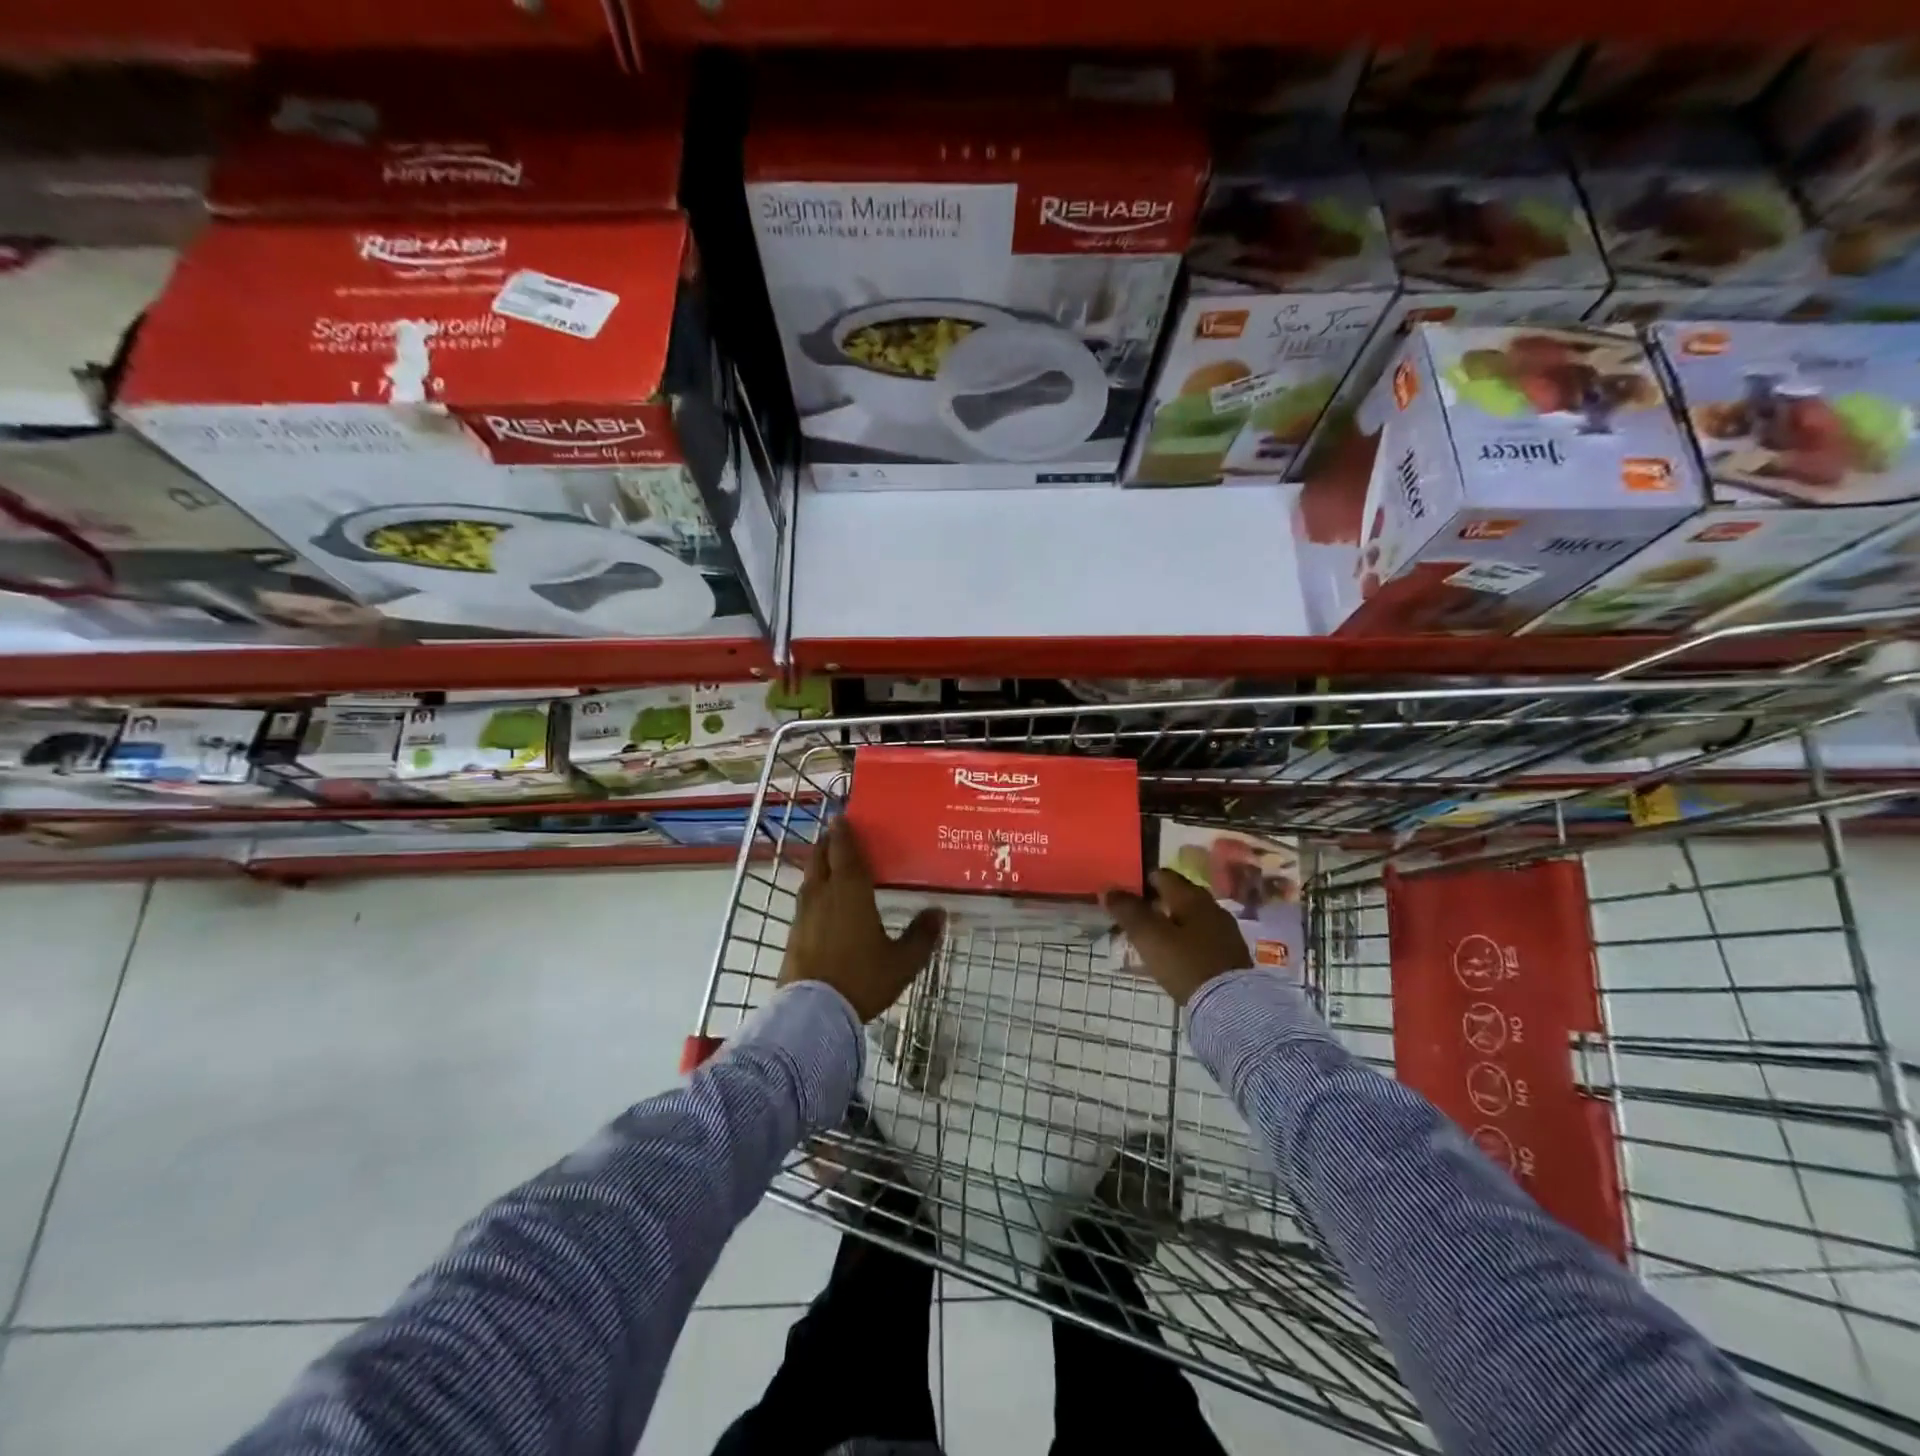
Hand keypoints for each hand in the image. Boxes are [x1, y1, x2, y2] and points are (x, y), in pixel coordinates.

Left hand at [778, 818, 944, 1021]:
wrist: (813, 1013)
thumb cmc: (861, 979)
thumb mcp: (902, 962)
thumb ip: (921, 936)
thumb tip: (939, 912)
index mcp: (850, 892)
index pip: (844, 851)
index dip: (843, 833)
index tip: (842, 817)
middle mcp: (823, 895)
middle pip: (820, 858)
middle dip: (827, 843)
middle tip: (836, 834)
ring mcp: (803, 914)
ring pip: (809, 878)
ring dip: (817, 865)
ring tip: (829, 863)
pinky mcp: (793, 934)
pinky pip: (804, 900)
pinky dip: (813, 890)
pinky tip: (820, 902)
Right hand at [1104, 870, 1251, 1006]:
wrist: (1232, 1006)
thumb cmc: (1185, 964)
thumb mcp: (1149, 936)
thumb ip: (1128, 910)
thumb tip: (1109, 889)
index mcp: (1191, 896)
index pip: (1163, 875)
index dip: (1142, 881)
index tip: (1125, 895)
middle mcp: (1211, 906)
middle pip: (1179, 895)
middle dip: (1157, 902)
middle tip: (1135, 918)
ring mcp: (1225, 930)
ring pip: (1192, 916)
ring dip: (1172, 922)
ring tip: (1153, 938)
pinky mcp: (1231, 954)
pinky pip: (1202, 936)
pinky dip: (1186, 939)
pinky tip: (1176, 955)